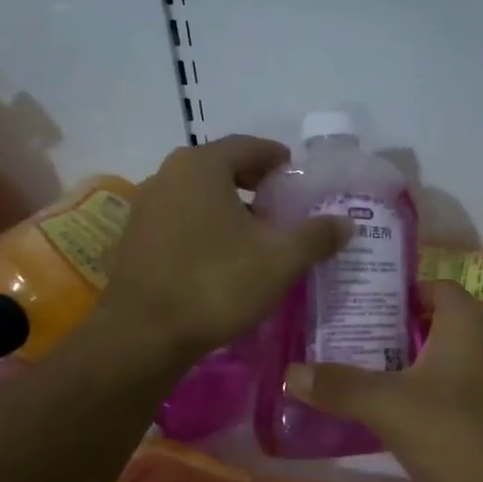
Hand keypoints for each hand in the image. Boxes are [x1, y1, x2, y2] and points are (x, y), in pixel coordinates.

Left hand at [100, 135, 347, 364]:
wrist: (143, 335)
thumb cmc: (216, 284)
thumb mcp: (280, 260)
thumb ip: (316, 236)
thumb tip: (346, 223)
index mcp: (202, 166)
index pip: (249, 146)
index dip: (279, 159)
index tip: (299, 179)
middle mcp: (168, 175)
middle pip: (222, 168)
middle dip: (256, 185)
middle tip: (283, 208)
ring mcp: (146, 207)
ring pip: (199, 196)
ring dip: (230, 208)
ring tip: (258, 236)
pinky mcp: (135, 239)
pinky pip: (181, 220)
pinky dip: (206, 228)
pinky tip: (224, 259)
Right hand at [288, 281, 482, 481]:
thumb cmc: (456, 431)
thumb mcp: (388, 406)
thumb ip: (340, 386)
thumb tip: (290, 372)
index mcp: (466, 324)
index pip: (436, 286)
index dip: (402, 291)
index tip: (365, 304)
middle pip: (439, 323)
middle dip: (398, 332)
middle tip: (355, 342)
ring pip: (449, 360)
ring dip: (414, 366)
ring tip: (370, 378)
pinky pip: (460, 392)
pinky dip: (432, 396)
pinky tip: (403, 418)